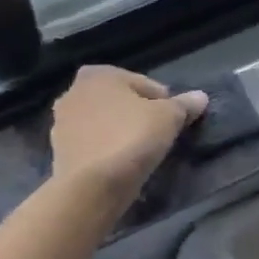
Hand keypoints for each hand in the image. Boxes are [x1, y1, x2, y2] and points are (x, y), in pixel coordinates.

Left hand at [50, 66, 206, 207]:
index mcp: (98, 74)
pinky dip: (105, 150)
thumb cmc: (131, 138)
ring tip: (139, 153)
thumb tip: (200, 97)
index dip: (163, 102)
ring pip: (102, 123)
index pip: (143, 84)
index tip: (173, 123)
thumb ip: (184, 105)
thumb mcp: (168, 118)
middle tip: (158, 137)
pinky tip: (120, 165)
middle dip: (137, 115)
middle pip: (119, 102)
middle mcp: (73, 91)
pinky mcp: (58, 151)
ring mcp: (61, 122)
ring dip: (119, 132)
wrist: (92, 185)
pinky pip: (92, 145)